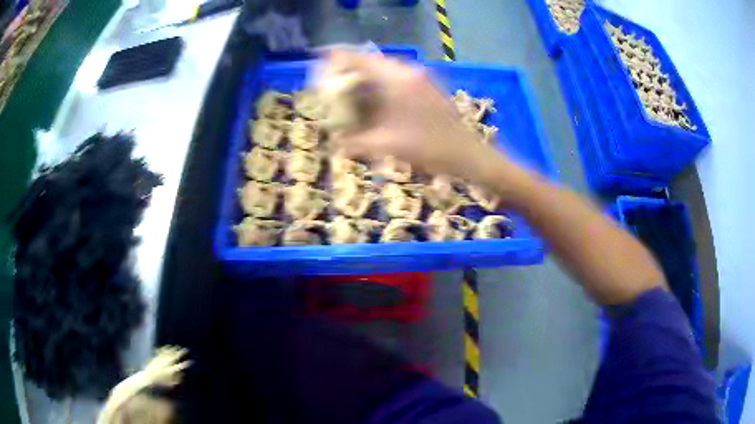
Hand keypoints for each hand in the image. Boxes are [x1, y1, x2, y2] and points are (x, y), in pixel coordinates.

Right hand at [319, 50, 503, 179]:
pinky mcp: (428, 84)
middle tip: (333, 80)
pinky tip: (376, 96)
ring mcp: (421, 76)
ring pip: (385, 67)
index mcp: (396, 80)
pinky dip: (381, 80)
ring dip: (366, 74)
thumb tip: (334, 144)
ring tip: (351, 88)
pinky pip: (398, 74)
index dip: (337, 57)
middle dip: (350, 67)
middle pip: (371, 60)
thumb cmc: (428, 149)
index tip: (320, 61)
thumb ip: (355, 143)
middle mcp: (408, 71)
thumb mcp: (387, 146)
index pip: (360, 58)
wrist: (468, 154)